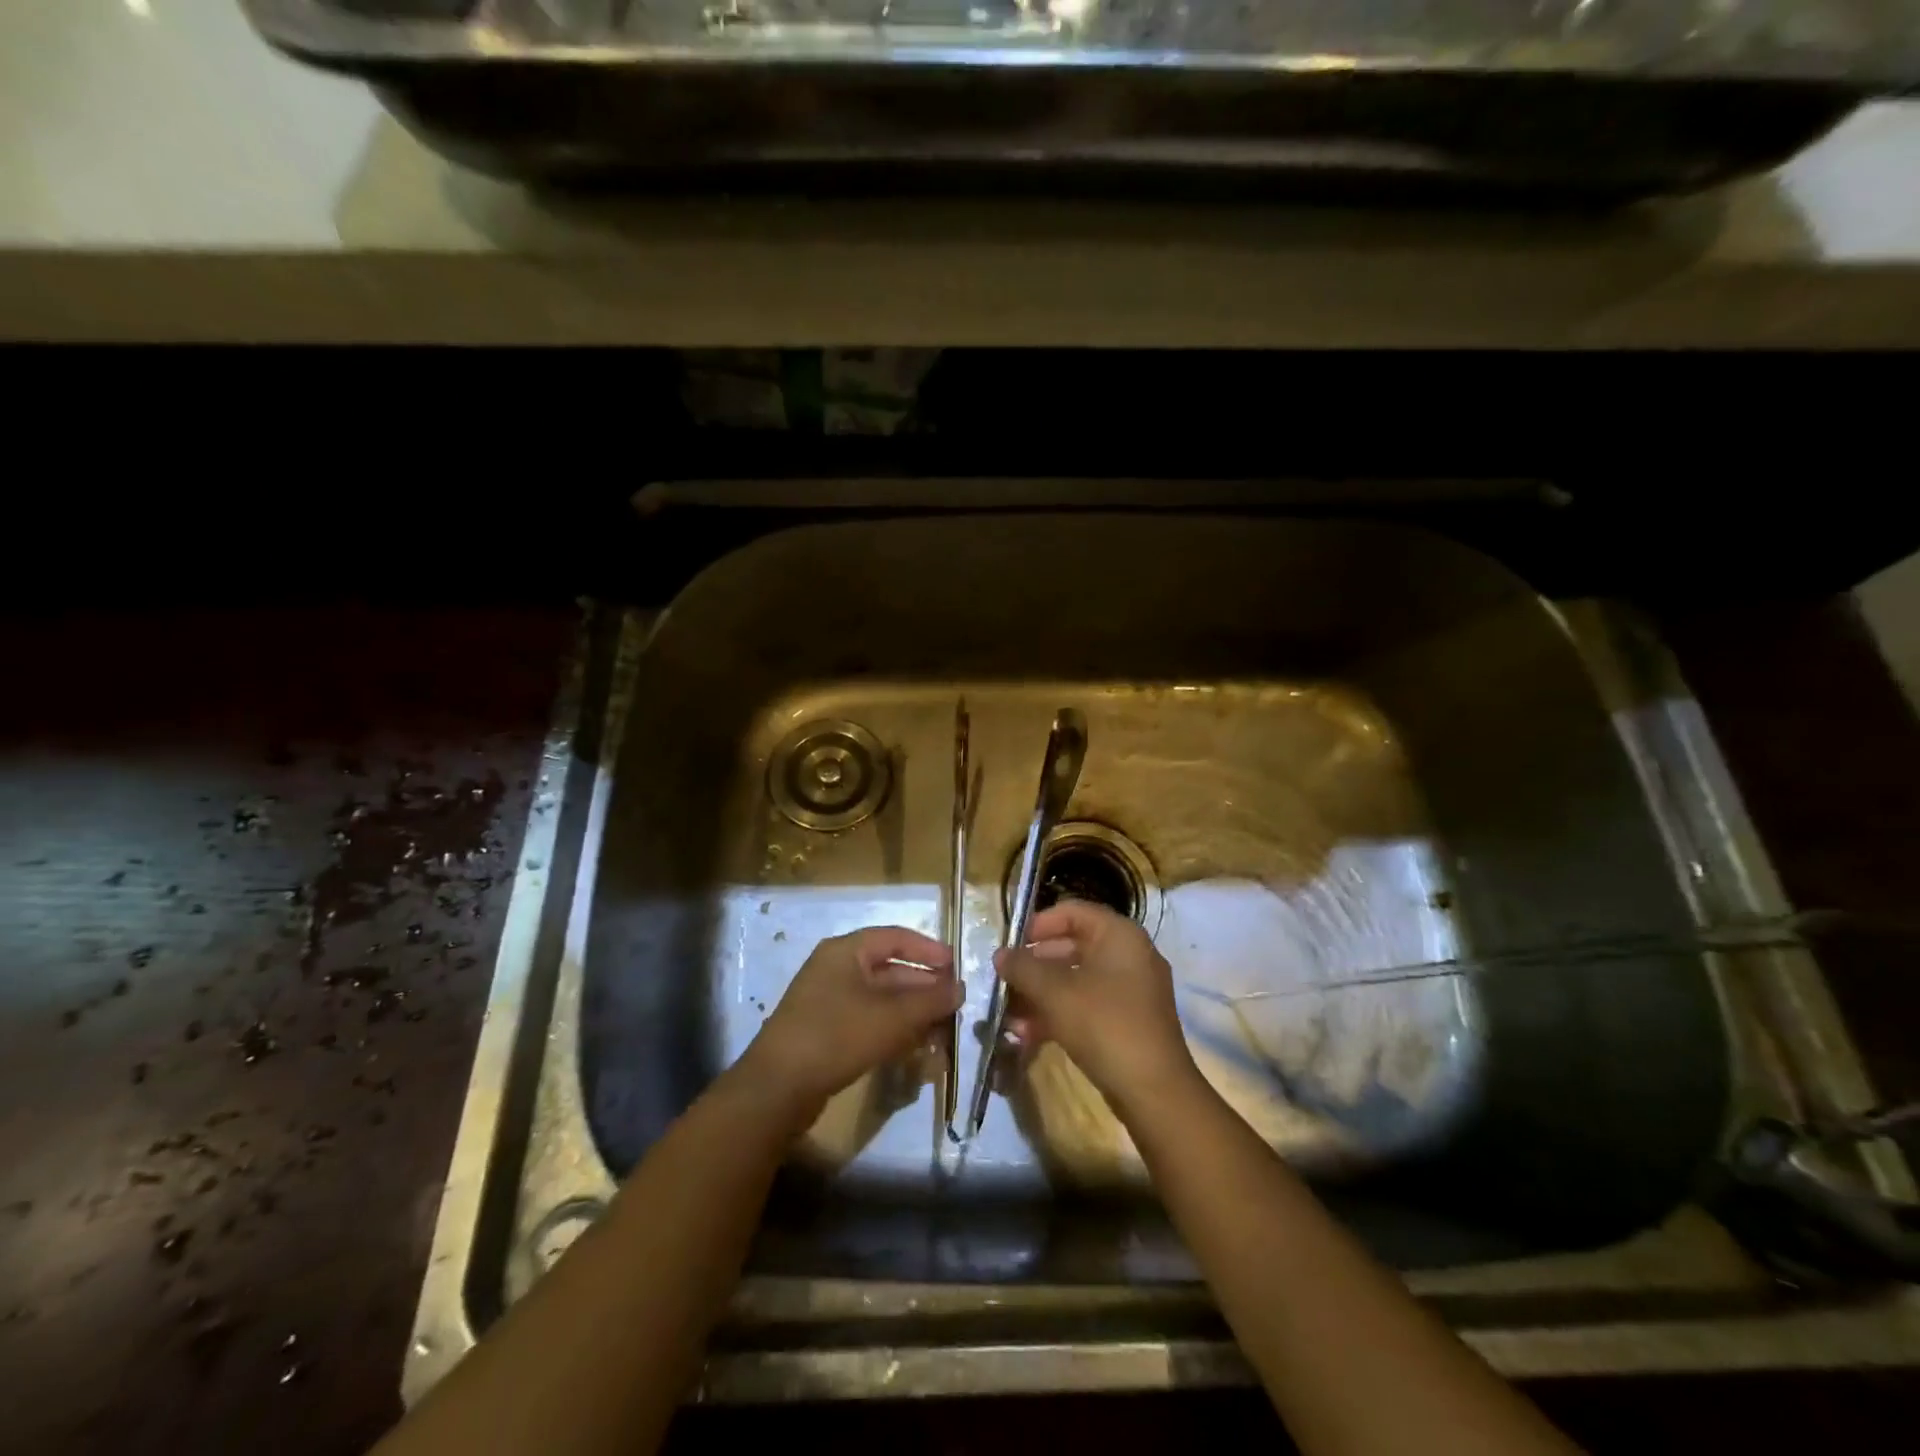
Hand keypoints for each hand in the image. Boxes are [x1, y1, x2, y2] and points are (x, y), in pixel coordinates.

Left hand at [738, 926, 960, 1118]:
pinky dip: (893, 1029)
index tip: (956, 966)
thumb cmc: (837, 1036)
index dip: (928, 949)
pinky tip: (916, 1047)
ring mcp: (829, 1002)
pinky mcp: (826, 1032)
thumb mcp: (892, 1016)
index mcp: (845, 951)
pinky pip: (868, 1021)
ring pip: (881, 999)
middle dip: (924, 987)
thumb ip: (930, 1000)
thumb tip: (960, 988)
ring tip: (942, 1031)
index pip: (895, 938)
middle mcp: (836, 969)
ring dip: (912, 1013)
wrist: (777, 1088)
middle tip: (954, 1005)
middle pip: (890, 969)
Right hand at [995, 900, 1197, 1111]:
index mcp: (1119, 935)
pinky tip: (1029, 1034)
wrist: (1154, 1091)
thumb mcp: (1055, 992)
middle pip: (1072, 947)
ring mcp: (1131, 990)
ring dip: (1041, 994)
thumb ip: (1023, 968)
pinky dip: (1059, 1013)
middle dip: (1034, 966)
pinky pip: (1087, 1005)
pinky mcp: (1128, 1021)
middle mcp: (1129, 955)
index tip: (1010, 946)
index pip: (1072, 912)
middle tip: (1005, 982)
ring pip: (1076, 980)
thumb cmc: (1104, 1025)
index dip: (1037, 925)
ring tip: (1010, 1015)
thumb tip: (1000, 954)